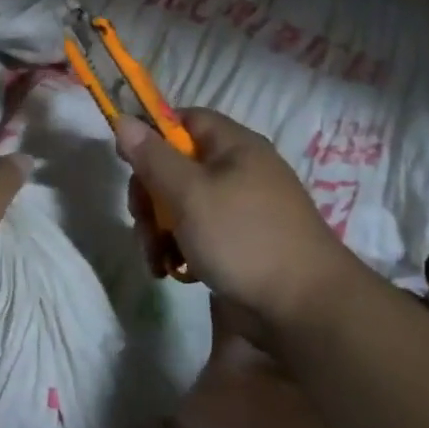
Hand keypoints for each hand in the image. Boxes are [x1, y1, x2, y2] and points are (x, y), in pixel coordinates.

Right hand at [116, 108, 365, 326]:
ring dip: (159, 228)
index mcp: (234, 146)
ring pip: (183, 204)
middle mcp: (239, 170)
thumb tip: (124, 119)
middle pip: (177, 165)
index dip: (153, 135)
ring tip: (157, 258)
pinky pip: (199, 232)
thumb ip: (153, 157)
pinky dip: (181, 248)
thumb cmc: (243, 237)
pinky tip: (174, 272)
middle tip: (141, 221)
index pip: (185, 120)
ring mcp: (241, 209)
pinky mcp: (240, 243)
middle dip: (150, 194)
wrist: (304, 308)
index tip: (128, 161)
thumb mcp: (188, 193)